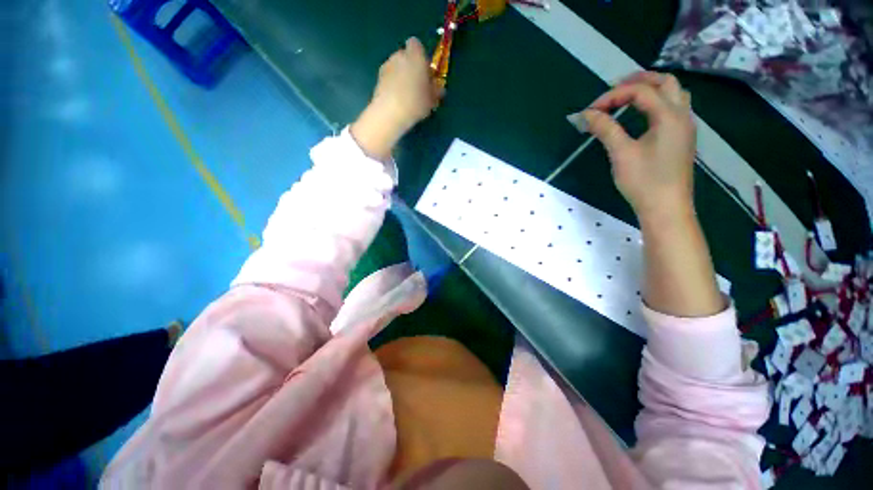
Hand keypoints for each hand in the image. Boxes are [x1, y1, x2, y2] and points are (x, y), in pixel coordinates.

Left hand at [352, 38, 443, 160]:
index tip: (425, 71)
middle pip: (405, 56)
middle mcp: (399, 55)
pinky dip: (392, 85)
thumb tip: (439, 89)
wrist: (390, 113)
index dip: (421, 57)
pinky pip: (389, 78)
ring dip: (400, 76)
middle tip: (417, 85)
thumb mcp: (432, 99)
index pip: (417, 45)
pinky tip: (397, 100)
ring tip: (406, 95)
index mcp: (415, 55)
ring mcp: (386, 66)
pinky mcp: (378, 79)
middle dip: (410, 67)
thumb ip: (436, 91)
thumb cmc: (416, 102)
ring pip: (396, 67)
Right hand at [582, 72, 695, 223]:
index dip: (612, 95)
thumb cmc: (644, 181)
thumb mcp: (621, 154)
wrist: (666, 208)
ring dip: (650, 89)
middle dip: (638, 81)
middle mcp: (682, 114)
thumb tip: (586, 114)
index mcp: (669, 115)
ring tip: (626, 97)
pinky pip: (673, 108)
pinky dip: (656, 102)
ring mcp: (684, 126)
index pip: (640, 91)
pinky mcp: (681, 138)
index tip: (590, 110)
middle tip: (612, 90)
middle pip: (664, 82)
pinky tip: (641, 115)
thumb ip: (605, 129)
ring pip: (673, 93)